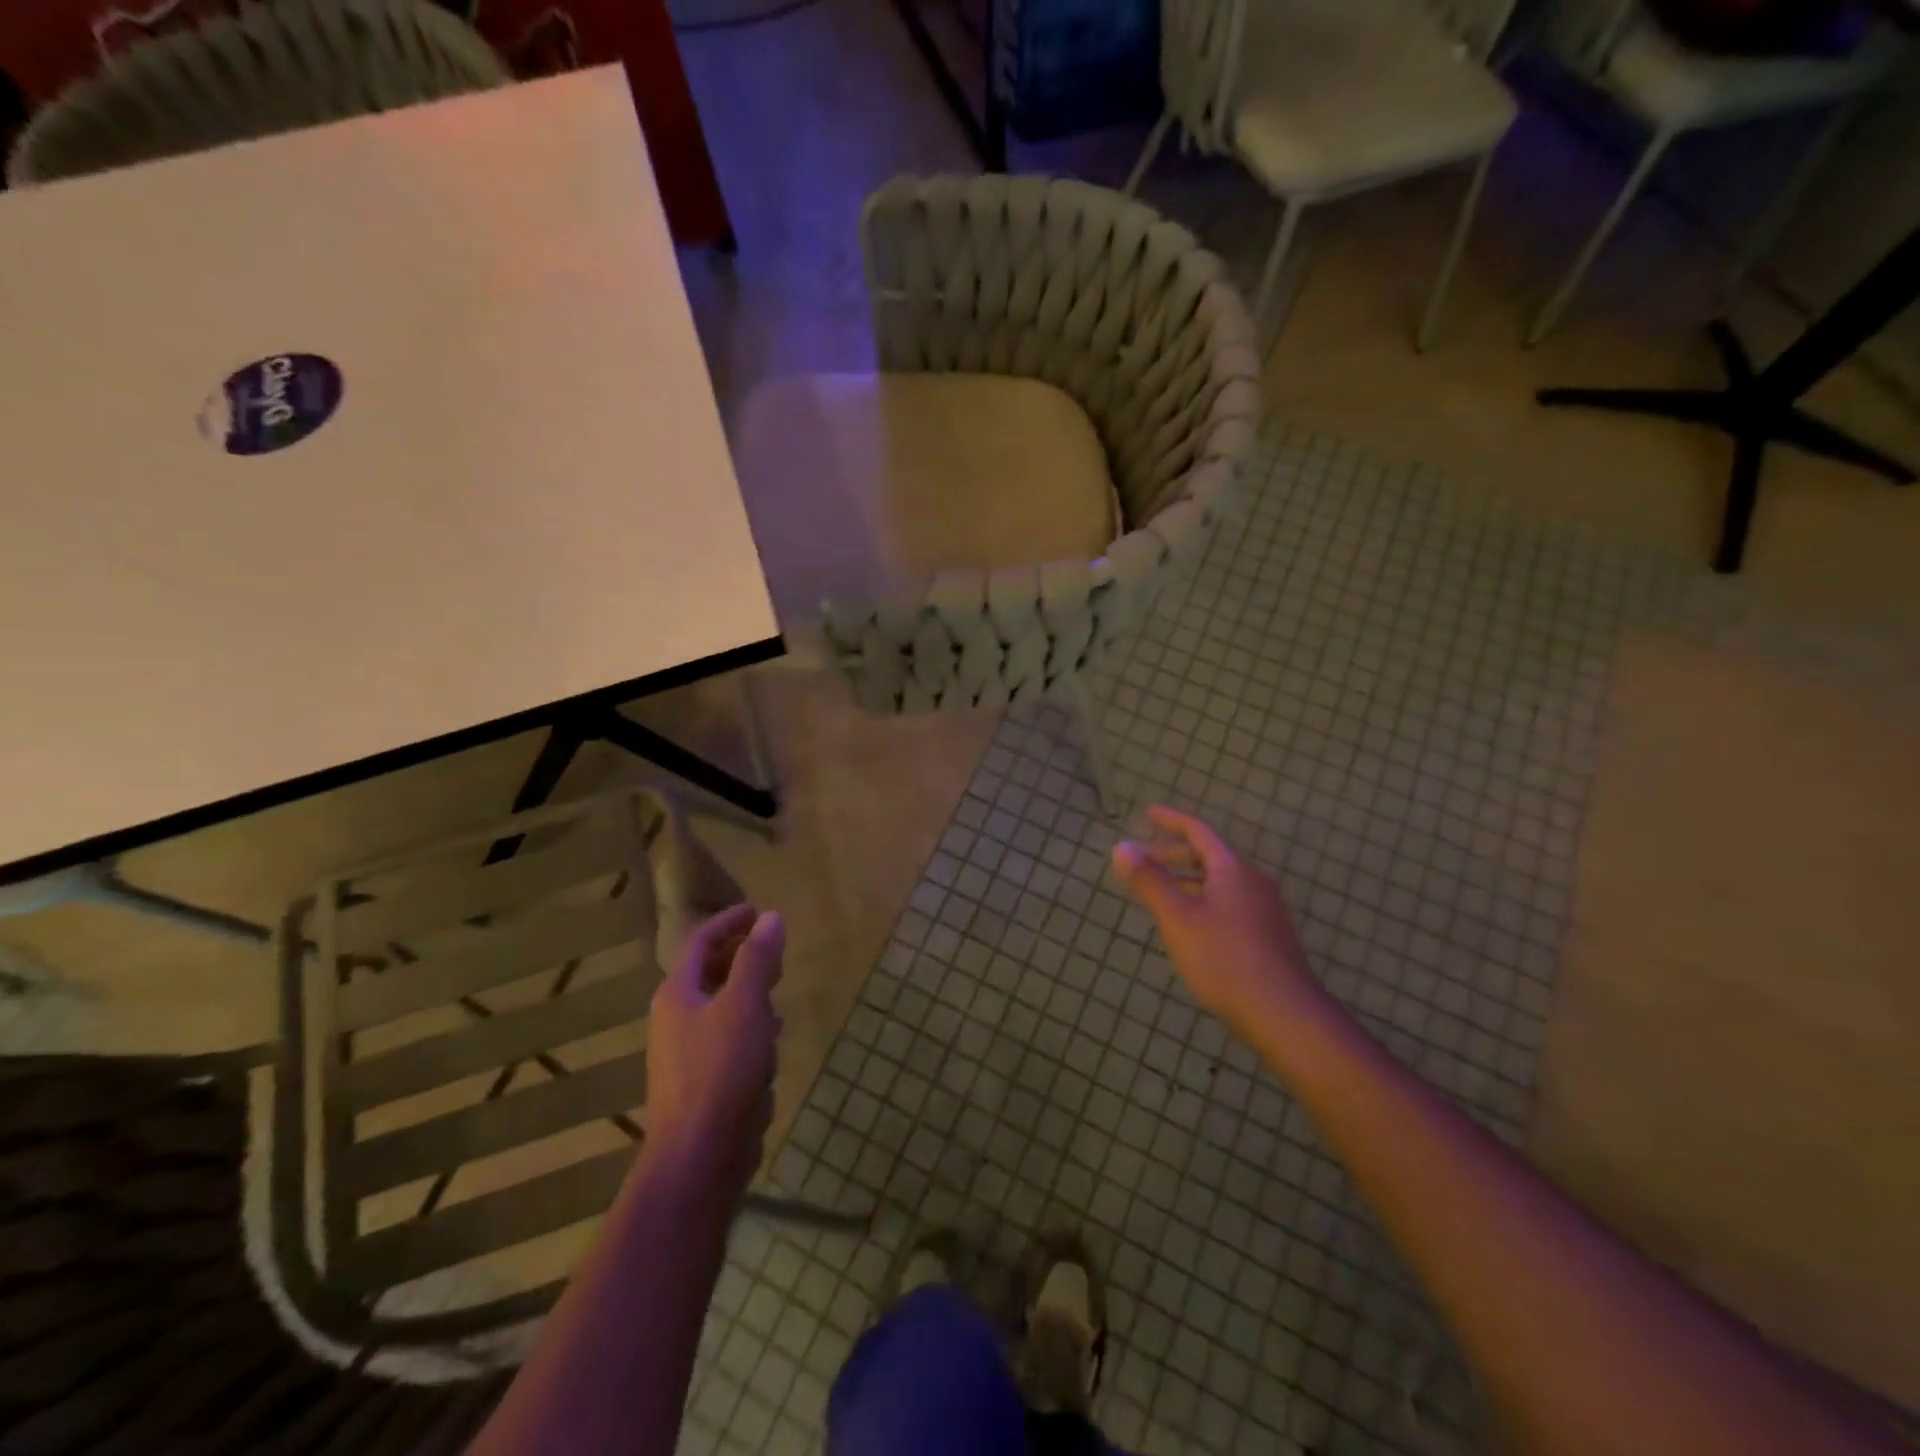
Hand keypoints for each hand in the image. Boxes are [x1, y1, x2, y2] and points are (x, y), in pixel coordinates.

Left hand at [645, 904, 784, 1199]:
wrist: (699, 1157)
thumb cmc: (721, 1070)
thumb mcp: (745, 1005)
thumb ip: (758, 959)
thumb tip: (771, 917)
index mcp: (678, 995)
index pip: (701, 942)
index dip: (729, 922)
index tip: (758, 911)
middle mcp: (675, 1020)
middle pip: (709, 974)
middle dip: (742, 958)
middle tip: (774, 951)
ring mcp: (686, 1054)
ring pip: (721, 1008)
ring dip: (748, 995)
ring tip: (776, 993)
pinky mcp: (703, 1083)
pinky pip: (728, 1041)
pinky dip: (749, 1030)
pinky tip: (770, 1044)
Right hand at [1111, 806, 1326, 1046]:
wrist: (1284, 1015)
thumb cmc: (1224, 960)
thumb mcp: (1179, 919)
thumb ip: (1150, 881)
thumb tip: (1121, 847)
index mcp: (1233, 870)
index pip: (1198, 832)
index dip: (1171, 820)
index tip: (1147, 813)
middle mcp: (1253, 883)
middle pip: (1210, 857)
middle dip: (1175, 854)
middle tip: (1143, 859)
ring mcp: (1265, 911)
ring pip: (1220, 883)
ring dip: (1188, 880)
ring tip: (1160, 893)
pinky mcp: (1269, 937)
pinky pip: (1229, 903)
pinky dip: (1203, 900)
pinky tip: (1191, 925)